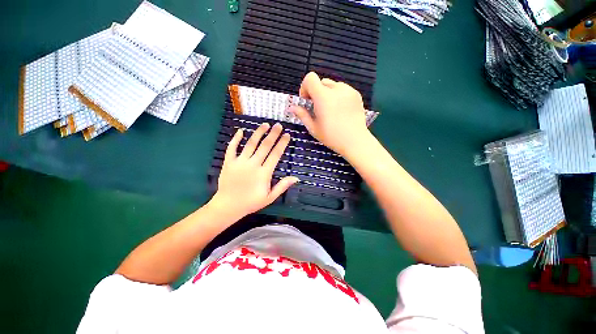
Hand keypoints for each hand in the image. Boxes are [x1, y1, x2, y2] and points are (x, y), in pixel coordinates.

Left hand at [210, 123, 299, 218]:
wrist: (228, 206)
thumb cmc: (251, 202)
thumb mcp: (270, 198)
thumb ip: (282, 186)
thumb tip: (296, 178)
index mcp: (264, 173)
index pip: (275, 154)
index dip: (282, 144)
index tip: (287, 135)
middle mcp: (253, 164)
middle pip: (265, 146)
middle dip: (273, 135)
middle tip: (278, 125)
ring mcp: (240, 162)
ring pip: (250, 144)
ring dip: (258, 133)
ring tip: (265, 125)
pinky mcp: (229, 162)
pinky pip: (232, 148)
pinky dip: (236, 139)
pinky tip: (240, 131)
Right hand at [288, 72, 371, 156]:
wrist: (355, 141)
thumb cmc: (332, 137)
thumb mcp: (313, 128)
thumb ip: (302, 115)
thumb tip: (292, 107)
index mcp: (323, 97)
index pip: (310, 78)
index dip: (305, 87)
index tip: (307, 101)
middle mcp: (337, 89)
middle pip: (321, 81)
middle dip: (316, 92)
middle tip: (318, 108)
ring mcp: (349, 91)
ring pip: (333, 85)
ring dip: (327, 93)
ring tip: (330, 109)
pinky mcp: (356, 94)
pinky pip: (343, 89)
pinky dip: (338, 96)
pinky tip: (340, 110)